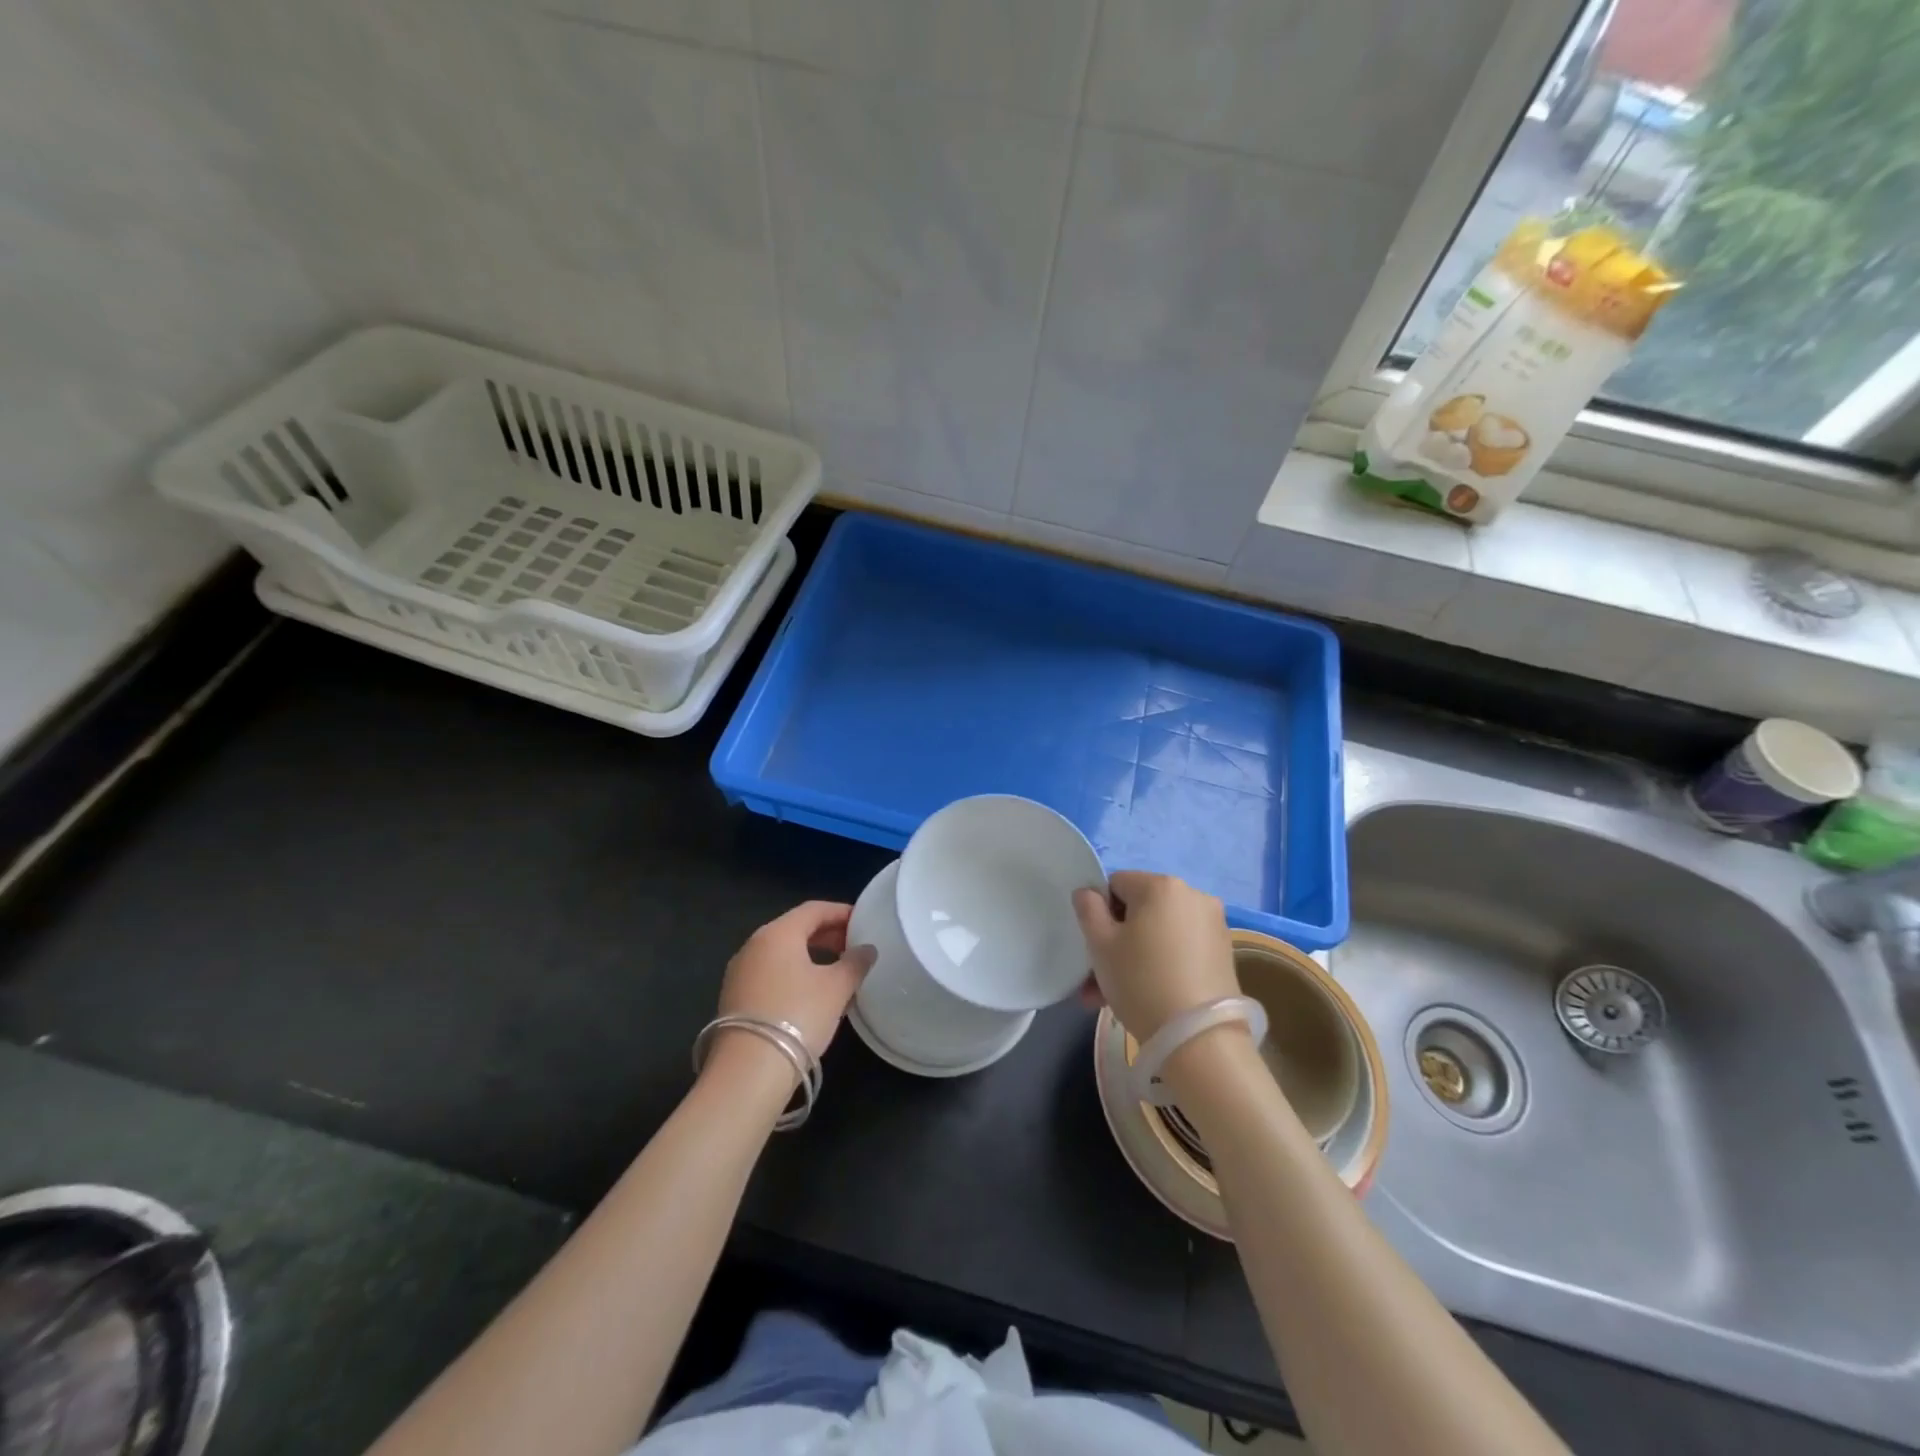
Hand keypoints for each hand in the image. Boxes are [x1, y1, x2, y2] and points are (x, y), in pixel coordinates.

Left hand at [716, 901, 874, 1066]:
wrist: (748, 1071)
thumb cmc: (798, 1016)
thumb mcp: (836, 988)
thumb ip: (855, 963)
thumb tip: (866, 950)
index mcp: (777, 933)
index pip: (814, 909)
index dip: (841, 912)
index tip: (864, 922)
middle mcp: (754, 945)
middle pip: (796, 929)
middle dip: (827, 935)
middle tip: (854, 947)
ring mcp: (740, 973)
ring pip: (782, 953)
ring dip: (811, 956)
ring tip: (838, 972)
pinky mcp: (735, 999)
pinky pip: (771, 974)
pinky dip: (794, 974)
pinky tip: (812, 995)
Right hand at [1073, 871, 1236, 1042]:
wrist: (1199, 1039)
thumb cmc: (1141, 981)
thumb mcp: (1100, 945)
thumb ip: (1088, 909)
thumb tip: (1088, 893)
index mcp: (1161, 885)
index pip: (1116, 884)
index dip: (1100, 913)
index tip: (1096, 947)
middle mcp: (1193, 895)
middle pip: (1140, 911)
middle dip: (1116, 940)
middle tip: (1098, 979)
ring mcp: (1213, 925)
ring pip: (1159, 933)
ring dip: (1134, 956)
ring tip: (1113, 998)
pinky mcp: (1223, 953)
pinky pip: (1180, 949)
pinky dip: (1161, 964)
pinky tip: (1146, 997)